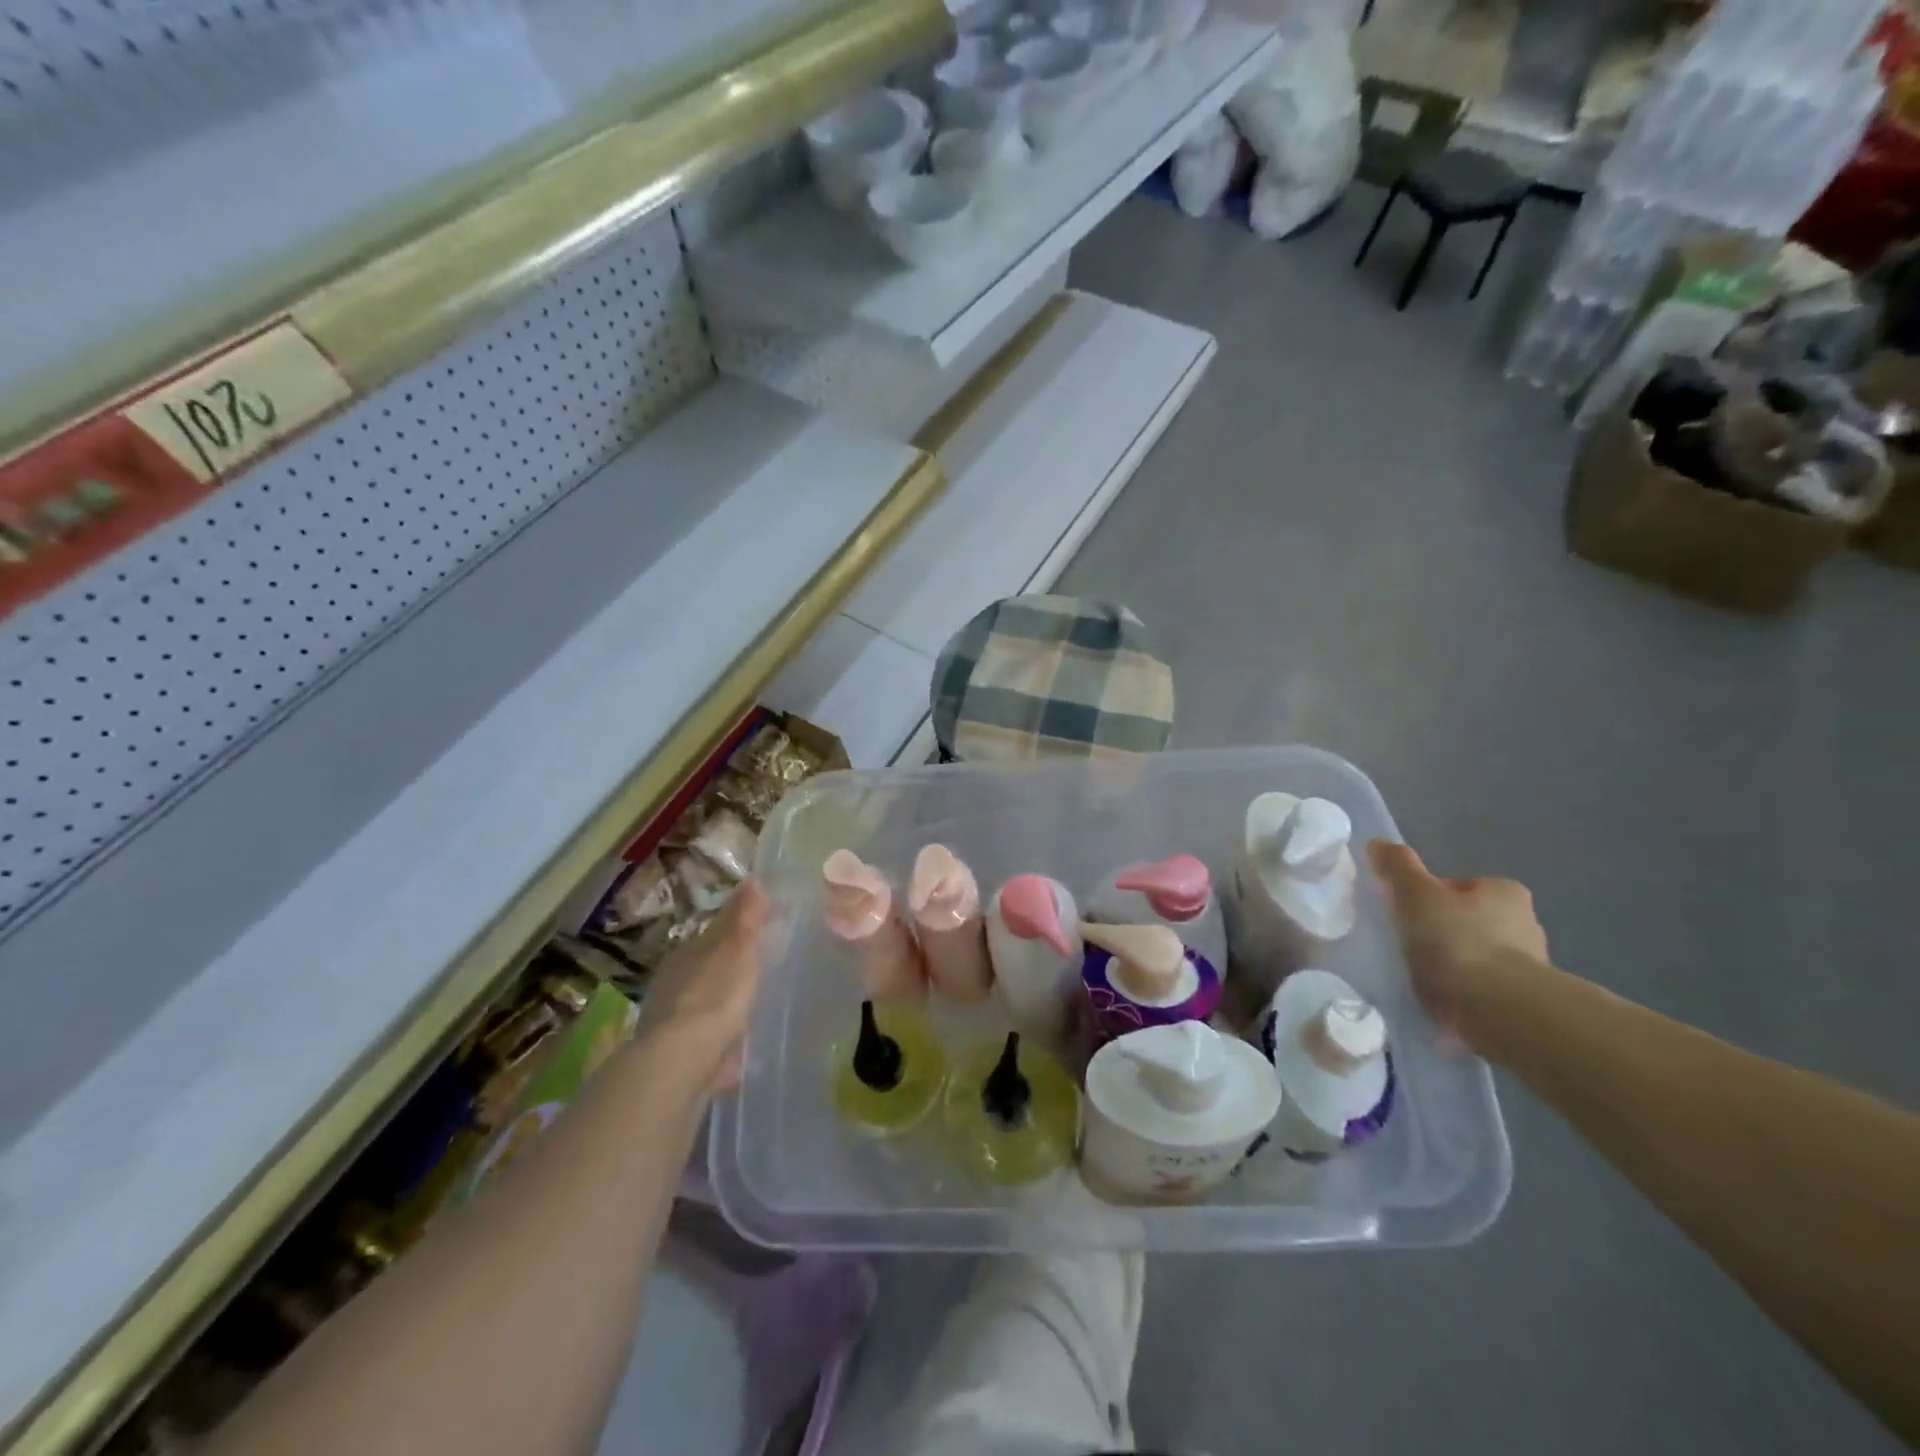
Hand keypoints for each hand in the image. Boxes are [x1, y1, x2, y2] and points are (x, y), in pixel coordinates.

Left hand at [633, 881, 768, 1095]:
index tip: (766, 933)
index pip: (715, 935)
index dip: (740, 932)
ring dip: (723, 1004)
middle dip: (730, 969)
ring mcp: (673, 1022)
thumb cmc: (714, 996)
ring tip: (754, 1006)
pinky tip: (739, 1044)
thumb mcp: (737, 949)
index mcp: (686, 954)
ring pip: (705, 1003)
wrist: (684, 1062)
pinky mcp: (681, 1057)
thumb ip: (745, 917)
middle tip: (763, 969)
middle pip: (708, 968)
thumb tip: (752, 879)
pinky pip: (707, 1038)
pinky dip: (721, 1037)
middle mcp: (673, 984)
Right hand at [1366, 840, 1547, 1048]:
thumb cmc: (1458, 942)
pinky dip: (1463, 992)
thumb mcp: (1416, 895)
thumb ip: (1397, 867)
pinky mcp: (1525, 1003)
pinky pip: (1483, 988)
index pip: (1458, 886)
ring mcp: (1530, 966)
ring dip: (1454, 964)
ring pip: (1477, 955)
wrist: (1503, 1013)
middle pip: (1468, 920)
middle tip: (1408, 946)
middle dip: (1442, 931)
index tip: (1406, 915)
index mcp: (1504, 891)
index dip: (1428, 897)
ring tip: (1422, 977)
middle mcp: (1525, 923)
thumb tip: (1378, 842)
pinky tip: (1441, 1000)